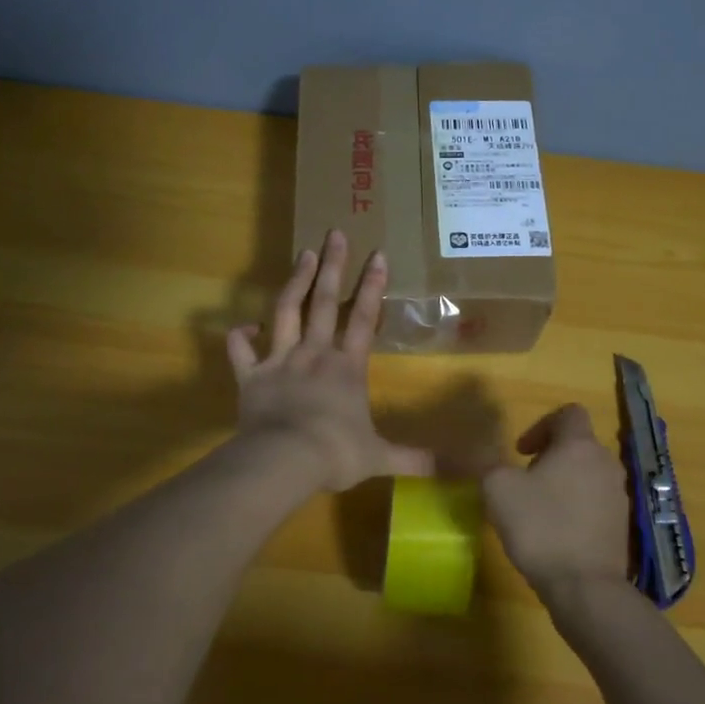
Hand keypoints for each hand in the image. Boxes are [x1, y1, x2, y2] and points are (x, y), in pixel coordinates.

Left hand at [226, 230, 434, 492]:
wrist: (285, 460)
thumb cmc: (335, 454)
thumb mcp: (381, 458)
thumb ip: (418, 459)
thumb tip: (464, 469)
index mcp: (347, 368)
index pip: (365, 319)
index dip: (373, 287)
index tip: (378, 254)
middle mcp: (315, 354)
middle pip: (326, 302)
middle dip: (333, 266)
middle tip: (336, 233)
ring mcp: (280, 360)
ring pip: (287, 311)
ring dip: (296, 281)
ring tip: (303, 253)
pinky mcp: (251, 375)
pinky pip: (241, 350)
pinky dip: (240, 336)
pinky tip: (245, 325)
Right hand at [482, 405, 630, 600]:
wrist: (585, 587)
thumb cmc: (540, 527)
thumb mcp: (498, 489)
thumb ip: (490, 463)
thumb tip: (490, 456)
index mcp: (579, 445)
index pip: (569, 413)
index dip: (541, 424)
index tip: (521, 451)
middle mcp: (606, 463)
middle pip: (578, 444)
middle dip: (550, 456)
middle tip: (525, 479)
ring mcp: (619, 495)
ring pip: (588, 473)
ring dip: (564, 482)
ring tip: (538, 508)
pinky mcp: (622, 525)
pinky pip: (596, 502)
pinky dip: (577, 507)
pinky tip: (557, 532)